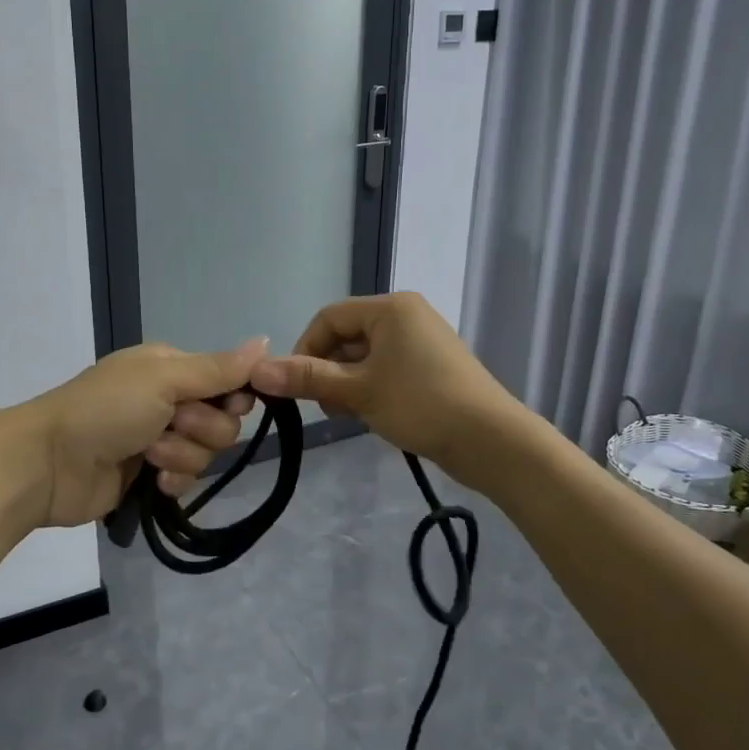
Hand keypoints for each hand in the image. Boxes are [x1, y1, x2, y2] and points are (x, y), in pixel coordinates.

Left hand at [21, 338, 264, 526]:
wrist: (49, 462)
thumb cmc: (106, 408)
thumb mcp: (164, 379)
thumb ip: (218, 368)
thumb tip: (265, 341)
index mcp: (171, 367)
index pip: (228, 380)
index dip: (233, 397)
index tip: (229, 404)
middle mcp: (169, 399)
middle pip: (223, 420)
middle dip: (201, 428)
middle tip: (169, 425)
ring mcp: (159, 438)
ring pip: (206, 452)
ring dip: (181, 454)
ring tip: (148, 453)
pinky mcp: (150, 475)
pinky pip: (186, 478)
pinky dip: (173, 479)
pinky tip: (152, 480)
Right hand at [249, 293, 519, 478]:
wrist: (491, 440)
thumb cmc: (421, 404)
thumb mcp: (358, 391)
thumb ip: (307, 378)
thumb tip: (257, 371)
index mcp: (390, 308)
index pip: (329, 318)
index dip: (305, 349)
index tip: (296, 387)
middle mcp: (407, 316)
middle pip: (348, 336)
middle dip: (328, 370)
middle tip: (326, 407)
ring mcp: (422, 341)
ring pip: (366, 356)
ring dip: (348, 383)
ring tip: (350, 414)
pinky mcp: (432, 367)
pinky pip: (387, 369)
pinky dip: (371, 388)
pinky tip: (372, 415)